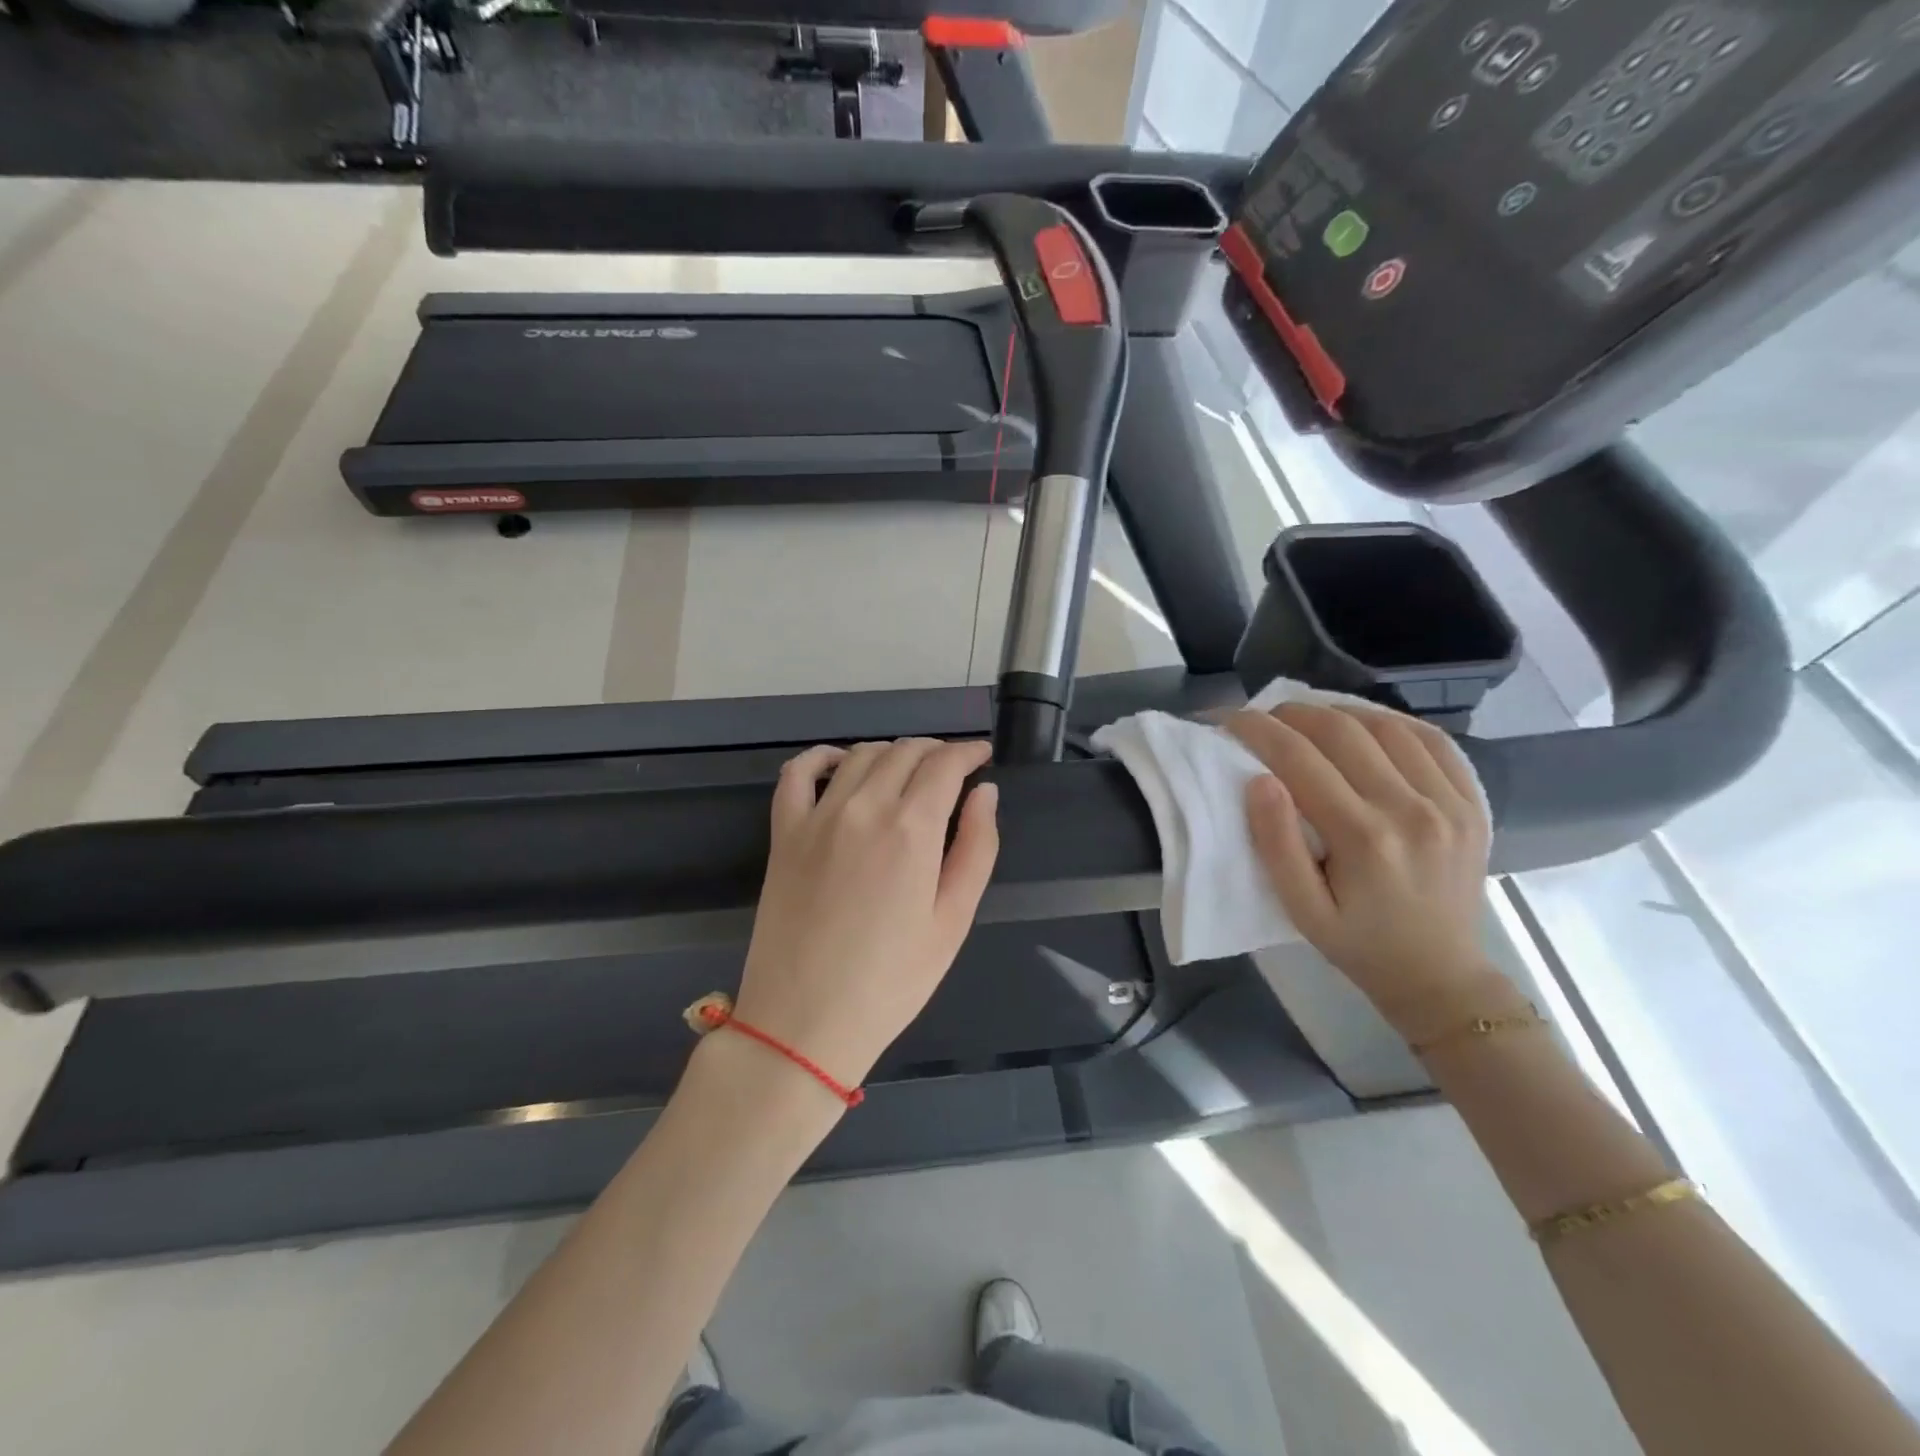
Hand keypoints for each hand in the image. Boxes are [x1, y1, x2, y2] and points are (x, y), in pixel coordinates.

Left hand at [733, 738, 1000, 1091]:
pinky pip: (797, 774)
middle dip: (936, 751)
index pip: (945, 764)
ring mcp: (818, 817)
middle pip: (905, 752)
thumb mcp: (953, 922)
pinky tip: (839, 763)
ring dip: (891, 752)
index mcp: (912, 830)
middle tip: (952, 768)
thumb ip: (977, 849)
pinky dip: (822, 757)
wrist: (804, 1022)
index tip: (982, 756)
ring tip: (908, 770)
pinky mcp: (784, 833)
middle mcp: (864, 808)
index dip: (968, 752)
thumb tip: (985, 793)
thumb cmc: (892, 981)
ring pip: (860, 755)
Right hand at [1228, 703, 1505, 1037]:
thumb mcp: (1301, 909)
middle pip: (1342, 731)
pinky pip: (1431, 740)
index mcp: (1364, 838)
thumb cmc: (1359, 945)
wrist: (1441, 976)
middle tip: (1263, 718)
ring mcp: (1449, 802)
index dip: (1258, 730)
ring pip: (1386, 725)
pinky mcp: (1472, 803)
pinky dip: (1391, 722)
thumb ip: (1276, 844)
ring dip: (1338, 712)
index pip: (1300, 759)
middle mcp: (1411, 809)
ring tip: (1308, 720)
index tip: (1230, 719)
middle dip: (1292, 714)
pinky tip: (1364, 727)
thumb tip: (1259, 781)